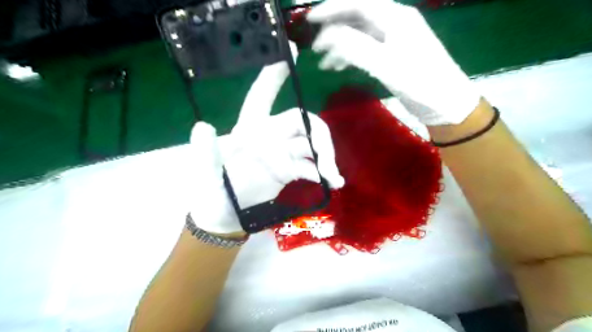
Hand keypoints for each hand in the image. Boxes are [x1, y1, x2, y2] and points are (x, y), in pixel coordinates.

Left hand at [190, 52, 345, 234]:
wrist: (225, 217)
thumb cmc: (213, 194)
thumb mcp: (206, 176)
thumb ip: (206, 154)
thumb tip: (202, 126)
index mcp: (248, 129)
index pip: (261, 96)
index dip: (274, 75)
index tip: (291, 51)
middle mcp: (269, 135)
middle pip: (302, 122)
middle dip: (319, 137)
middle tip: (327, 161)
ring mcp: (282, 153)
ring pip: (311, 144)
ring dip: (325, 159)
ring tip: (333, 178)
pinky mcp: (290, 169)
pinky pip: (311, 166)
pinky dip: (322, 173)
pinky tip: (332, 183)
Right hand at [308, 0, 482, 125]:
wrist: (446, 104)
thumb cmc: (421, 83)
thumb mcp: (387, 66)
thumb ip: (357, 48)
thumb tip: (328, 37)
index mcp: (395, 18)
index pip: (358, 3)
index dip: (331, 8)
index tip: (310, 20)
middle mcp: (394, 23)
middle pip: (357, 17)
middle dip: (333, 29)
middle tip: (315, 48)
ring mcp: (393, 40)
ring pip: (359, 35)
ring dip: (340, 46)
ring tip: (324, 64)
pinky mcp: (392, 55)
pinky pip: (366, 48)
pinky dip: (350, 56)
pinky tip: (340, 67)